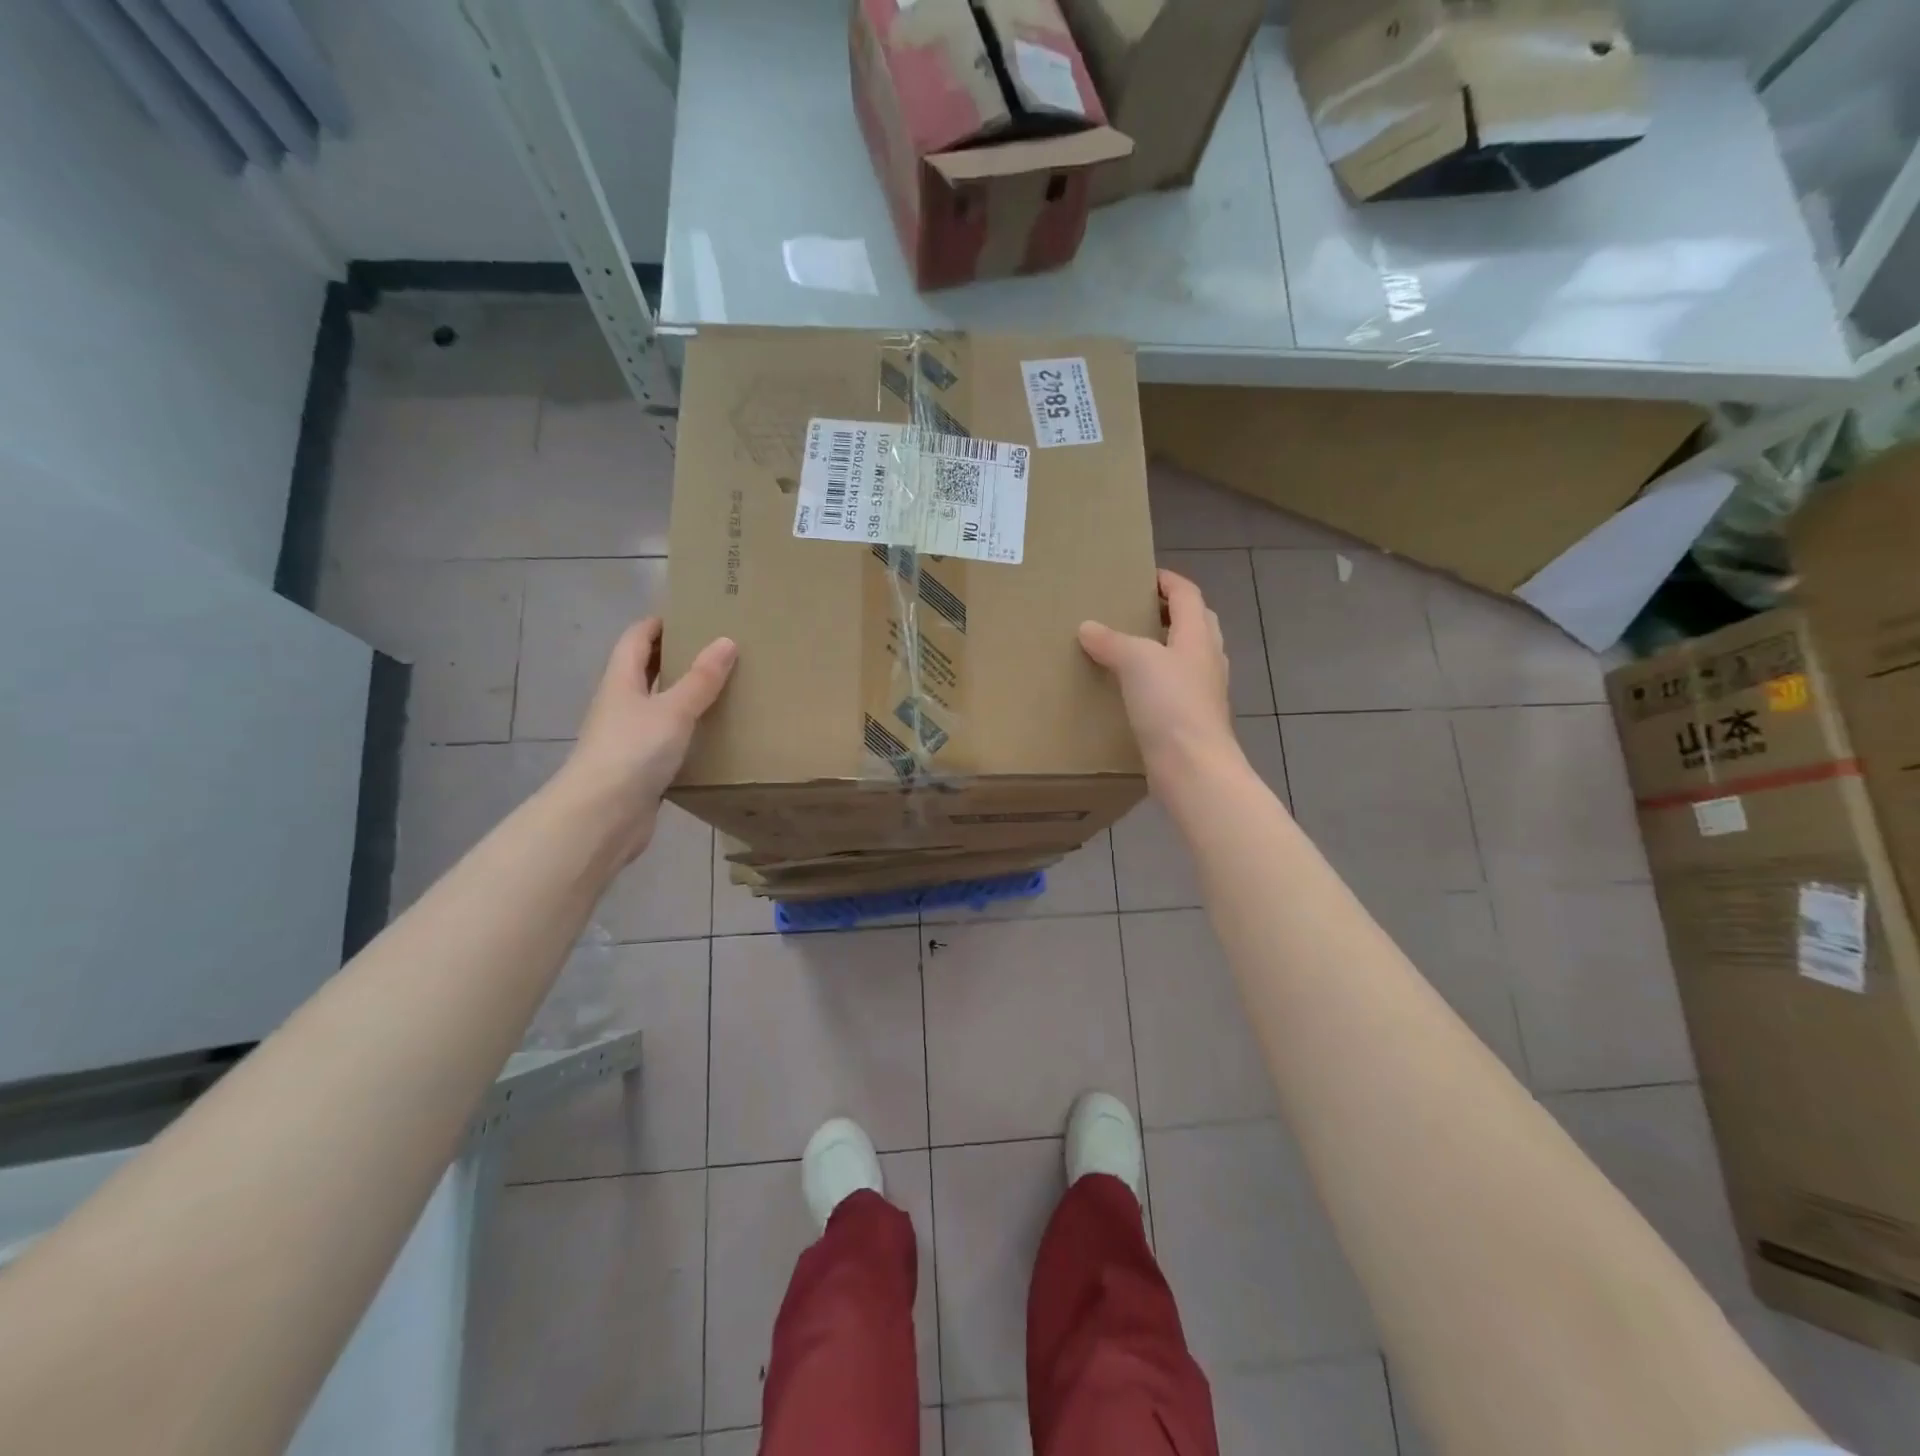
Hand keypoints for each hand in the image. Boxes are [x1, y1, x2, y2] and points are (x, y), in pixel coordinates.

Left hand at [553, 618, 736, 861]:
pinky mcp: (639, 769)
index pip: (636, 639)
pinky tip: (714, 737)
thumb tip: (726, 641)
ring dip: (683, 697)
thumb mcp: (673, 710)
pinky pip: (666, 740)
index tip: (692, 615)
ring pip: (657, 707)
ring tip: (723, 689)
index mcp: (621, 682)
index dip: (659, 623)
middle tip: (717, 651)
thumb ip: (701, 679)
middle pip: (645, 671)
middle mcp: (620, 705)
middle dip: (675, 657)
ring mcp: (628, 739)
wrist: (602, 817)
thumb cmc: (633, 752)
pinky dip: (687, 733)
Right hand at [1079, 569, 1239, 790]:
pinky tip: (1134, 689)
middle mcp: (1207, 659)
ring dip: (1165, 646)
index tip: (1143, 576)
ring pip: (1187, 656)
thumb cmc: (1171, 704)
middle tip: (1137, 610)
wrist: (1194, 767)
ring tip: (1131, 647)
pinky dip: (1158, 679)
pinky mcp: (1192, 719)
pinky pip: (1176, 687)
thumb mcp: (1136, 662)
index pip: (1188, 595)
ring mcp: (1203, 691)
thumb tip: (1088, 628)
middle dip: (1170, 611)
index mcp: (1198, 636)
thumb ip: (1112, 641)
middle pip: (1195, 623)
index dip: (1168, 581)